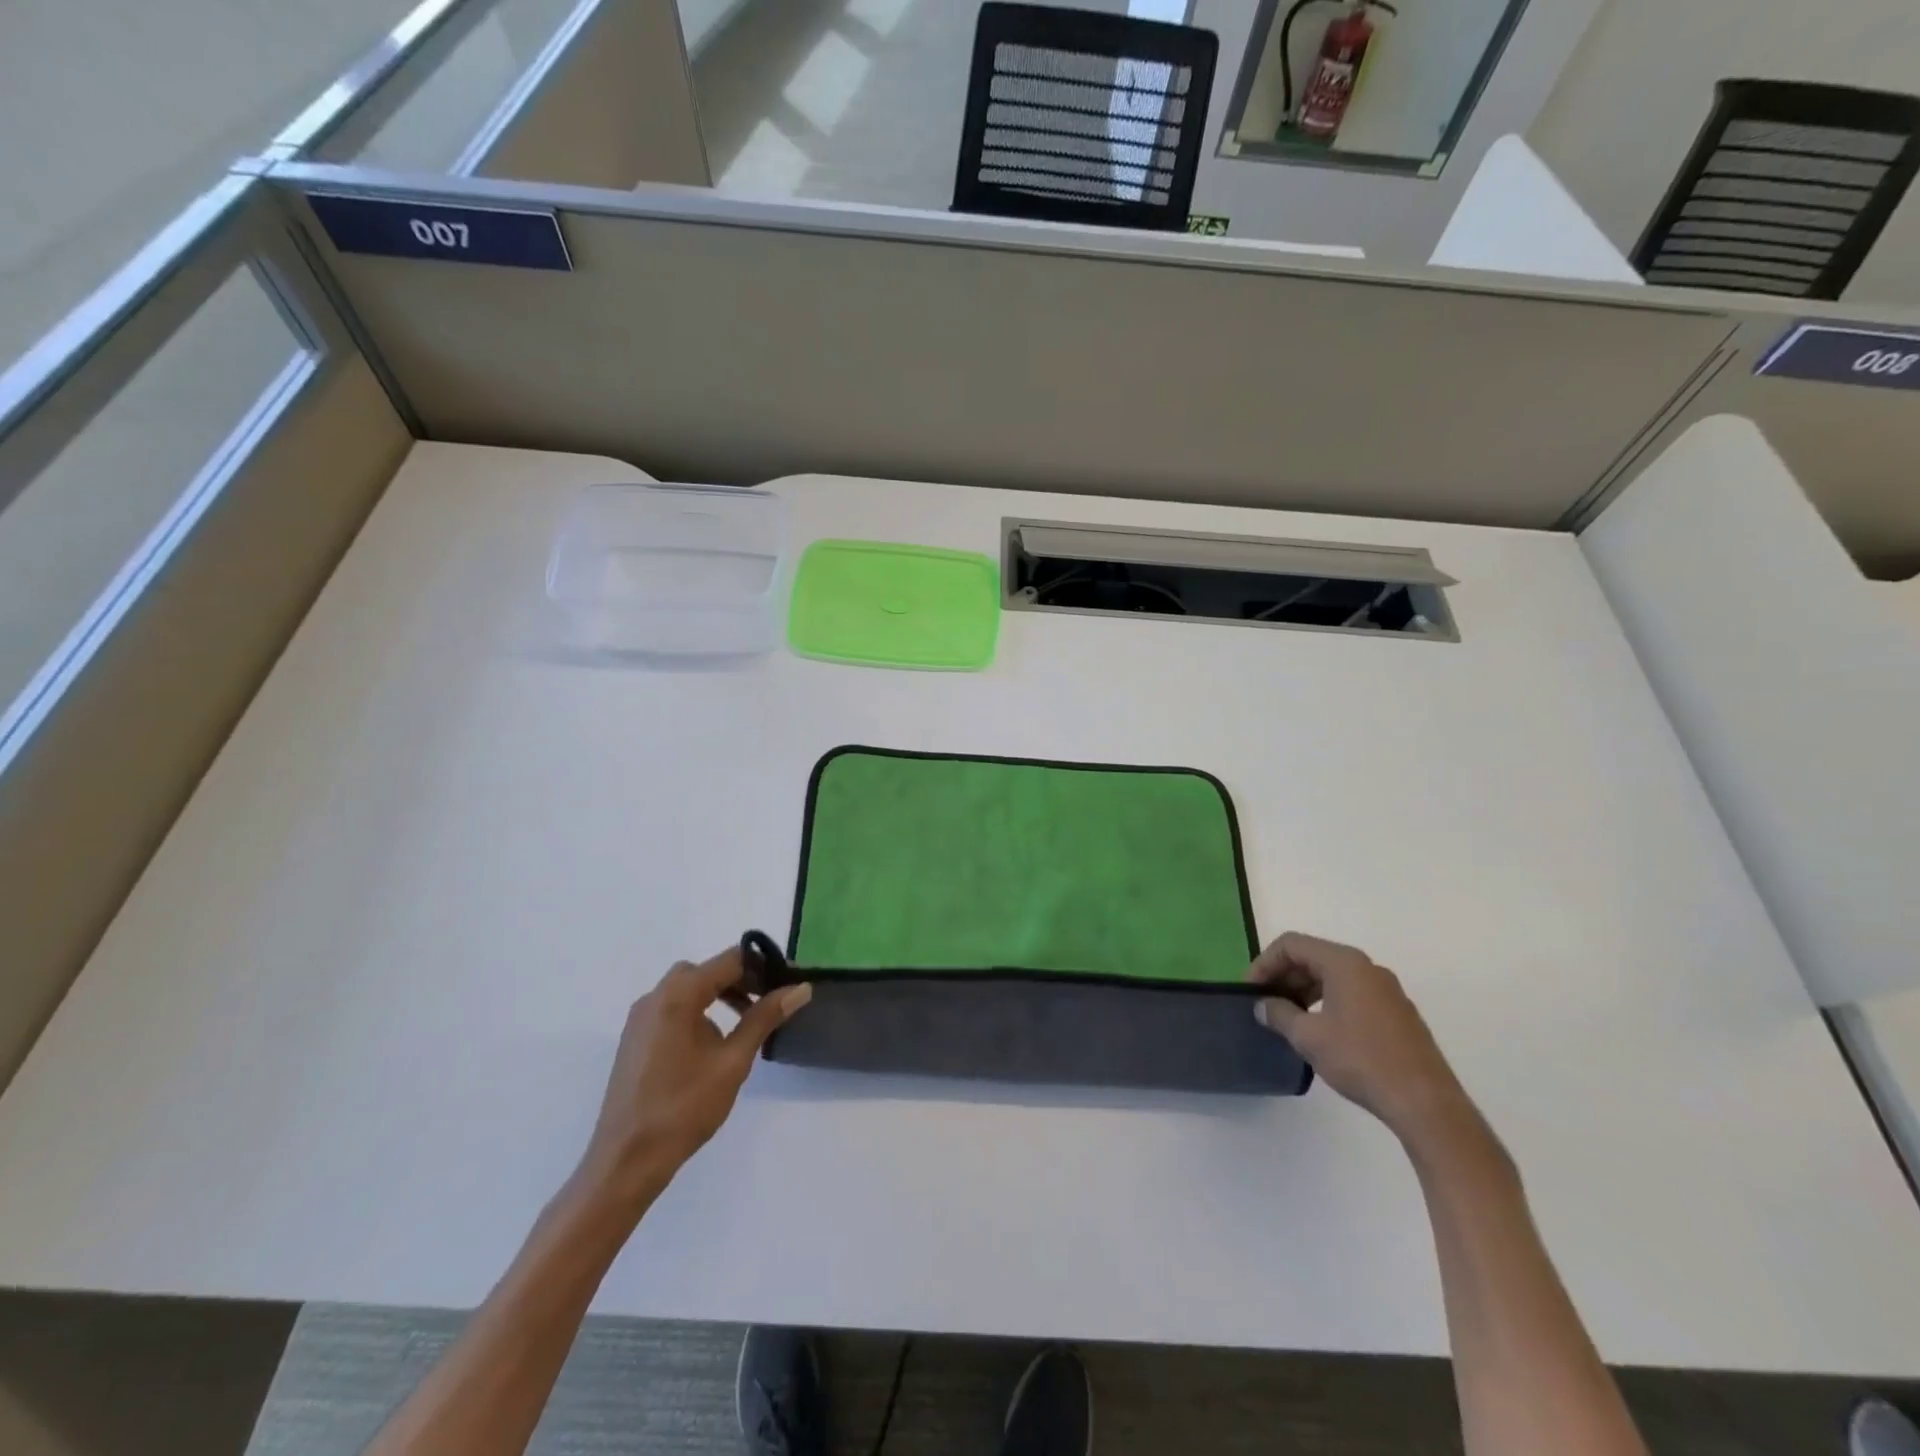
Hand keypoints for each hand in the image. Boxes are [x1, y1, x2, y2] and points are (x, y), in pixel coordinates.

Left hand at [575, 947, 810, 1218]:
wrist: (625, 1161)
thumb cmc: (683, 1108)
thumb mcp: (733, 1061)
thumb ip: (765, 1018)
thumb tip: (800, 987)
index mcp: (679, 995)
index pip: (730, 960)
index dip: (762, 967)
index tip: (787, 984)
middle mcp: (655, 996)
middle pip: (706, 971)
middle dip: (741, 980)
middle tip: (768, 1003)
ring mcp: (640, 1018)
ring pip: (688, 989)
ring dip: (719, 995)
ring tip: (746, 1023)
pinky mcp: (635, 1039)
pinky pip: (672, 1008)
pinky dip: (698, 1011)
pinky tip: (713, 1045)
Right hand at [1250, 932, 1467, 1142]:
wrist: (1425, 1102)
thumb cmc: (1361, 1059)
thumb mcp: (1308, 1036)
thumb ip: (1279, 1014)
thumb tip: (1263, 1005)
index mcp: (1344, 963)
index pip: (1292, 945)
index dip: (1264, 962)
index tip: (1250, 990)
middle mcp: (1367, 967)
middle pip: (1313, 956)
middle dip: (1284, 975)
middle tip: (1265, 1003)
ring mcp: (1386, 990)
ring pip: (1332, 976)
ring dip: (1304, 990)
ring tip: (1287, 1018)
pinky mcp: (1397, 1013)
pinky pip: (1351, 993)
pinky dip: (1327, 1001)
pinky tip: (1319, 1030)